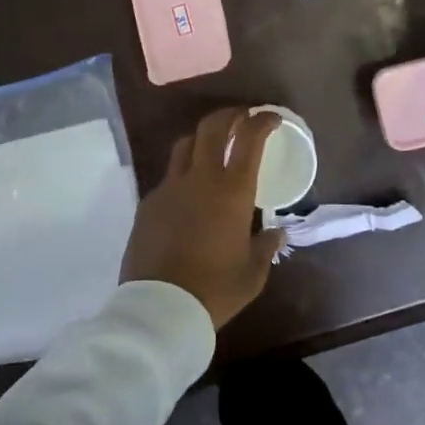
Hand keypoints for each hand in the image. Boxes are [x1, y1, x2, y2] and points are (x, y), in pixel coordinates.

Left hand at [120, 108, 285, 329]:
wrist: (159, 309)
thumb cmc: (215, 290)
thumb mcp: (252, 273)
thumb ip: (266, 247)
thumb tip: (276, 233)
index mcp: (232, 191)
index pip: (249, 139)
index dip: (262, 121)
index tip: (271, 118)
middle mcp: (200, 179)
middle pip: (212, 127)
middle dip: (230, 115)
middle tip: (242, 118)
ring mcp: (169, 188)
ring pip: (185, 145)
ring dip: (202, 138)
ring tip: (212, 147)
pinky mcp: (148, 203)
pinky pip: (168, 177)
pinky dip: (183, 174)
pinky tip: (188, 194)